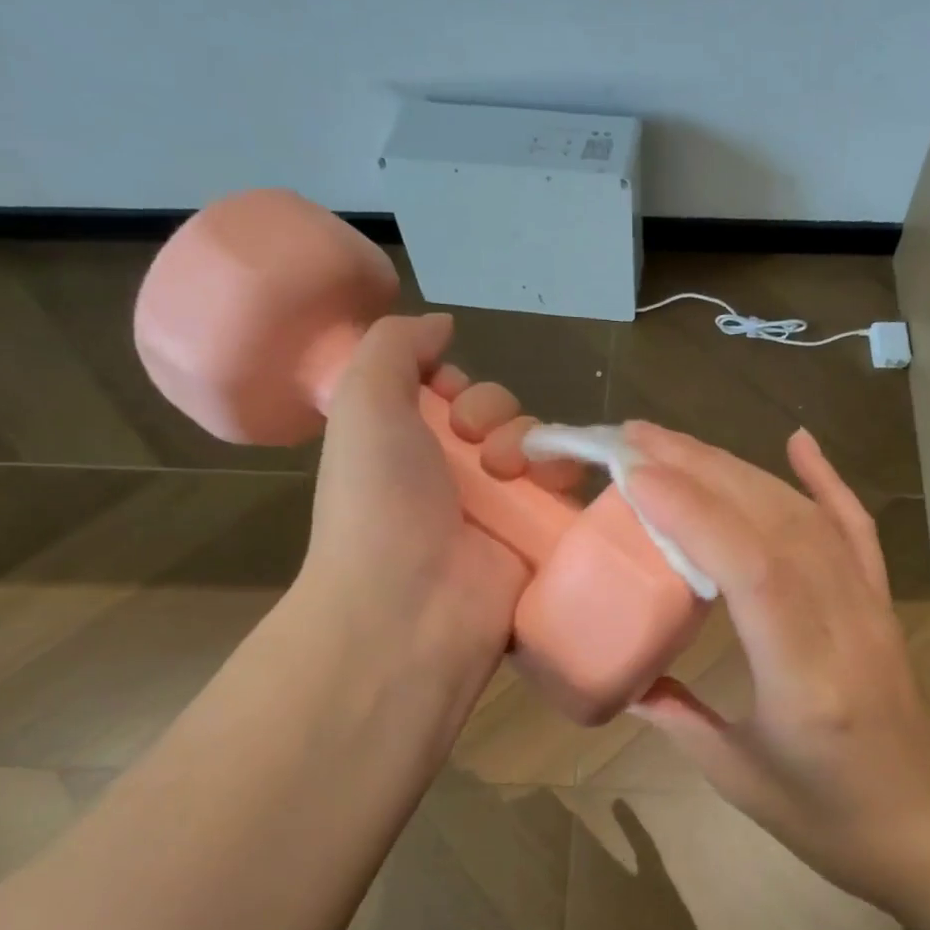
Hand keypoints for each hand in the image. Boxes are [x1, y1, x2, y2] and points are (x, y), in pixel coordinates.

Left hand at [298, 312, 562, 689]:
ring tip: (507, 469)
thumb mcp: (362, 402)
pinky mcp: (539, 536)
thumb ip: (394, 346)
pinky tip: (546, 479)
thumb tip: (440, 325)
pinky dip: (564, 470)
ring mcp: (500, 509)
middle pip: (500, 415)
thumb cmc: (378, 500)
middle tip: (471, 439)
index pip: (449, 396)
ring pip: (538, 445)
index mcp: (406, 447)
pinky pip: (567, 487)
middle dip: (492, 411)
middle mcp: (454, 476)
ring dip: (528, 438)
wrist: (411, 604)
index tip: (444, 393)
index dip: (455, 384)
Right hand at [621, 423, 929, 908]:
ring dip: (740, 469)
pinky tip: (799, 441)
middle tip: (636, 437)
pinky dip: (826, 480)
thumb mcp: (737, 777)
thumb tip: (626, 674)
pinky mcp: (880, 603)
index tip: (635, 473)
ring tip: (680, 443)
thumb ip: (676, 718)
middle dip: (702, 470)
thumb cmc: (829, 819)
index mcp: (804, 678)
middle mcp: (843, 625)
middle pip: (775, 524)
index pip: (752, 570)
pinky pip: (854, 529)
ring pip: (805, 516)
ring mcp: (869, 607)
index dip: (694, 513)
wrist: (929, 830)